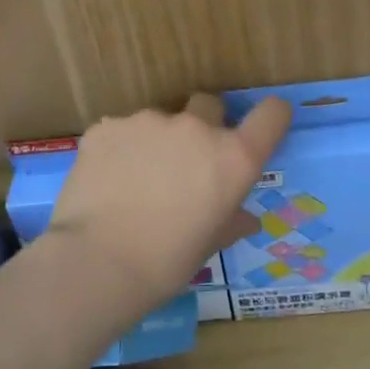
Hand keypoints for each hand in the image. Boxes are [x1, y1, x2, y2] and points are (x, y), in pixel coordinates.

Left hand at [46, 92, 291, 311]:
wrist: (98, 262)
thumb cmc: (167, 261)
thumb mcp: (209, 244)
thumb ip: (230, 220)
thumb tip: (244, 218)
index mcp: (233, 158)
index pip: (271, 115)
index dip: (270, 117)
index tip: (259, 129)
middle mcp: (196, 128)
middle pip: (209, 106)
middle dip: (203, 125)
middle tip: (185, 163)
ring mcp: (149, 121)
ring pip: (160, 120)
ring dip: (157, 141)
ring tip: (136, 180)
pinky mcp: (107, 126)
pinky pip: (122, 131)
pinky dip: (120, 149)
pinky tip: (107, 181)